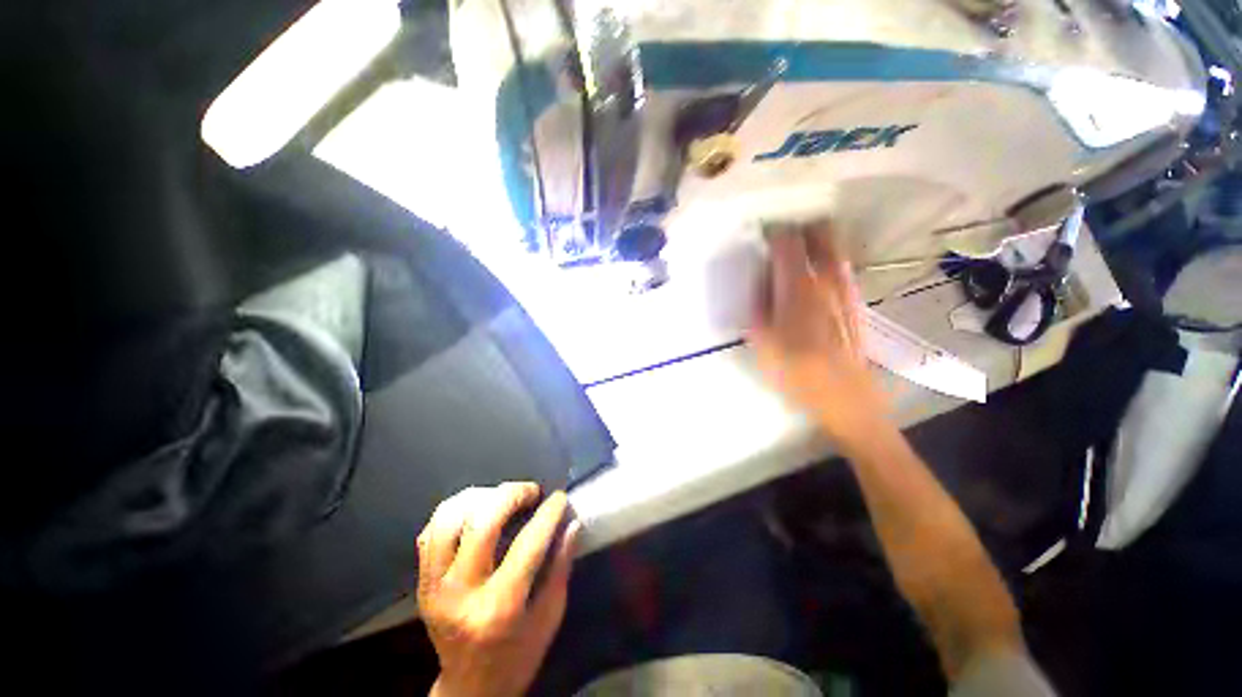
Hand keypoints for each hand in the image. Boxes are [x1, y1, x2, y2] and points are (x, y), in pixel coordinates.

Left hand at [417, 484, 579, 696]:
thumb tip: (572, 522)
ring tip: (502, 498)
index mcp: (499, 608)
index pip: (528, 545)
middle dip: (512, 495)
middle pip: (482, 523)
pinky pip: (431, 530)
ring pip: (449, 519)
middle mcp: (461, 593)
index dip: (548, 514)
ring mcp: (434, 587)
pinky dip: (455, 510)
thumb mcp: (549, 616)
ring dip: (481, 497)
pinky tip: (476, 511)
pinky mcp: (422, 583)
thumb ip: (561, 566)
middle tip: (531, 492)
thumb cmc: (518, 654)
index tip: (559, 497)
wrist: (469, 688)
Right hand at [749, 223, 889, 448]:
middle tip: (783, 236)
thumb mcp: (761, 338)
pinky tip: (816, 275)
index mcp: (799, 286)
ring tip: (798, 250)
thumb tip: (762, 277)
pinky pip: (842, 267)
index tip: (761, 233)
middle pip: (820, 232)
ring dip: (816, 241)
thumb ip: (759, 301)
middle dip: (801, 227)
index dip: (773, 231)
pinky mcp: (856, 299)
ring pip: (834, 247)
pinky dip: (828, 260)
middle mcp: (828, 278)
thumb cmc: (795, 370)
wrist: (844, 395)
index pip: (787, 241)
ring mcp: (847, 287)